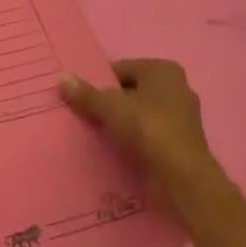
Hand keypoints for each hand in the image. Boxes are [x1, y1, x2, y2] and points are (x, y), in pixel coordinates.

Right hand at [60, 59, 219, 190]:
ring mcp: (183, 117)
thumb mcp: (110, 108)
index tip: (83, 98)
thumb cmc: (148, 129)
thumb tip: (62, 78)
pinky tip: (118, 149)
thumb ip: (86, 94)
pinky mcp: (183, 143)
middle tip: (87, 115)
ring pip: (141, 114)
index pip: (121, 69)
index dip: (100, 83)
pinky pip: (150, 134)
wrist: (183, 177)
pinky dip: (136, 140)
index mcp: (163, 70)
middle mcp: (177, 88)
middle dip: (111, 103)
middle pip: (131, 91)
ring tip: (99, 134)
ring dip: (123, 123)